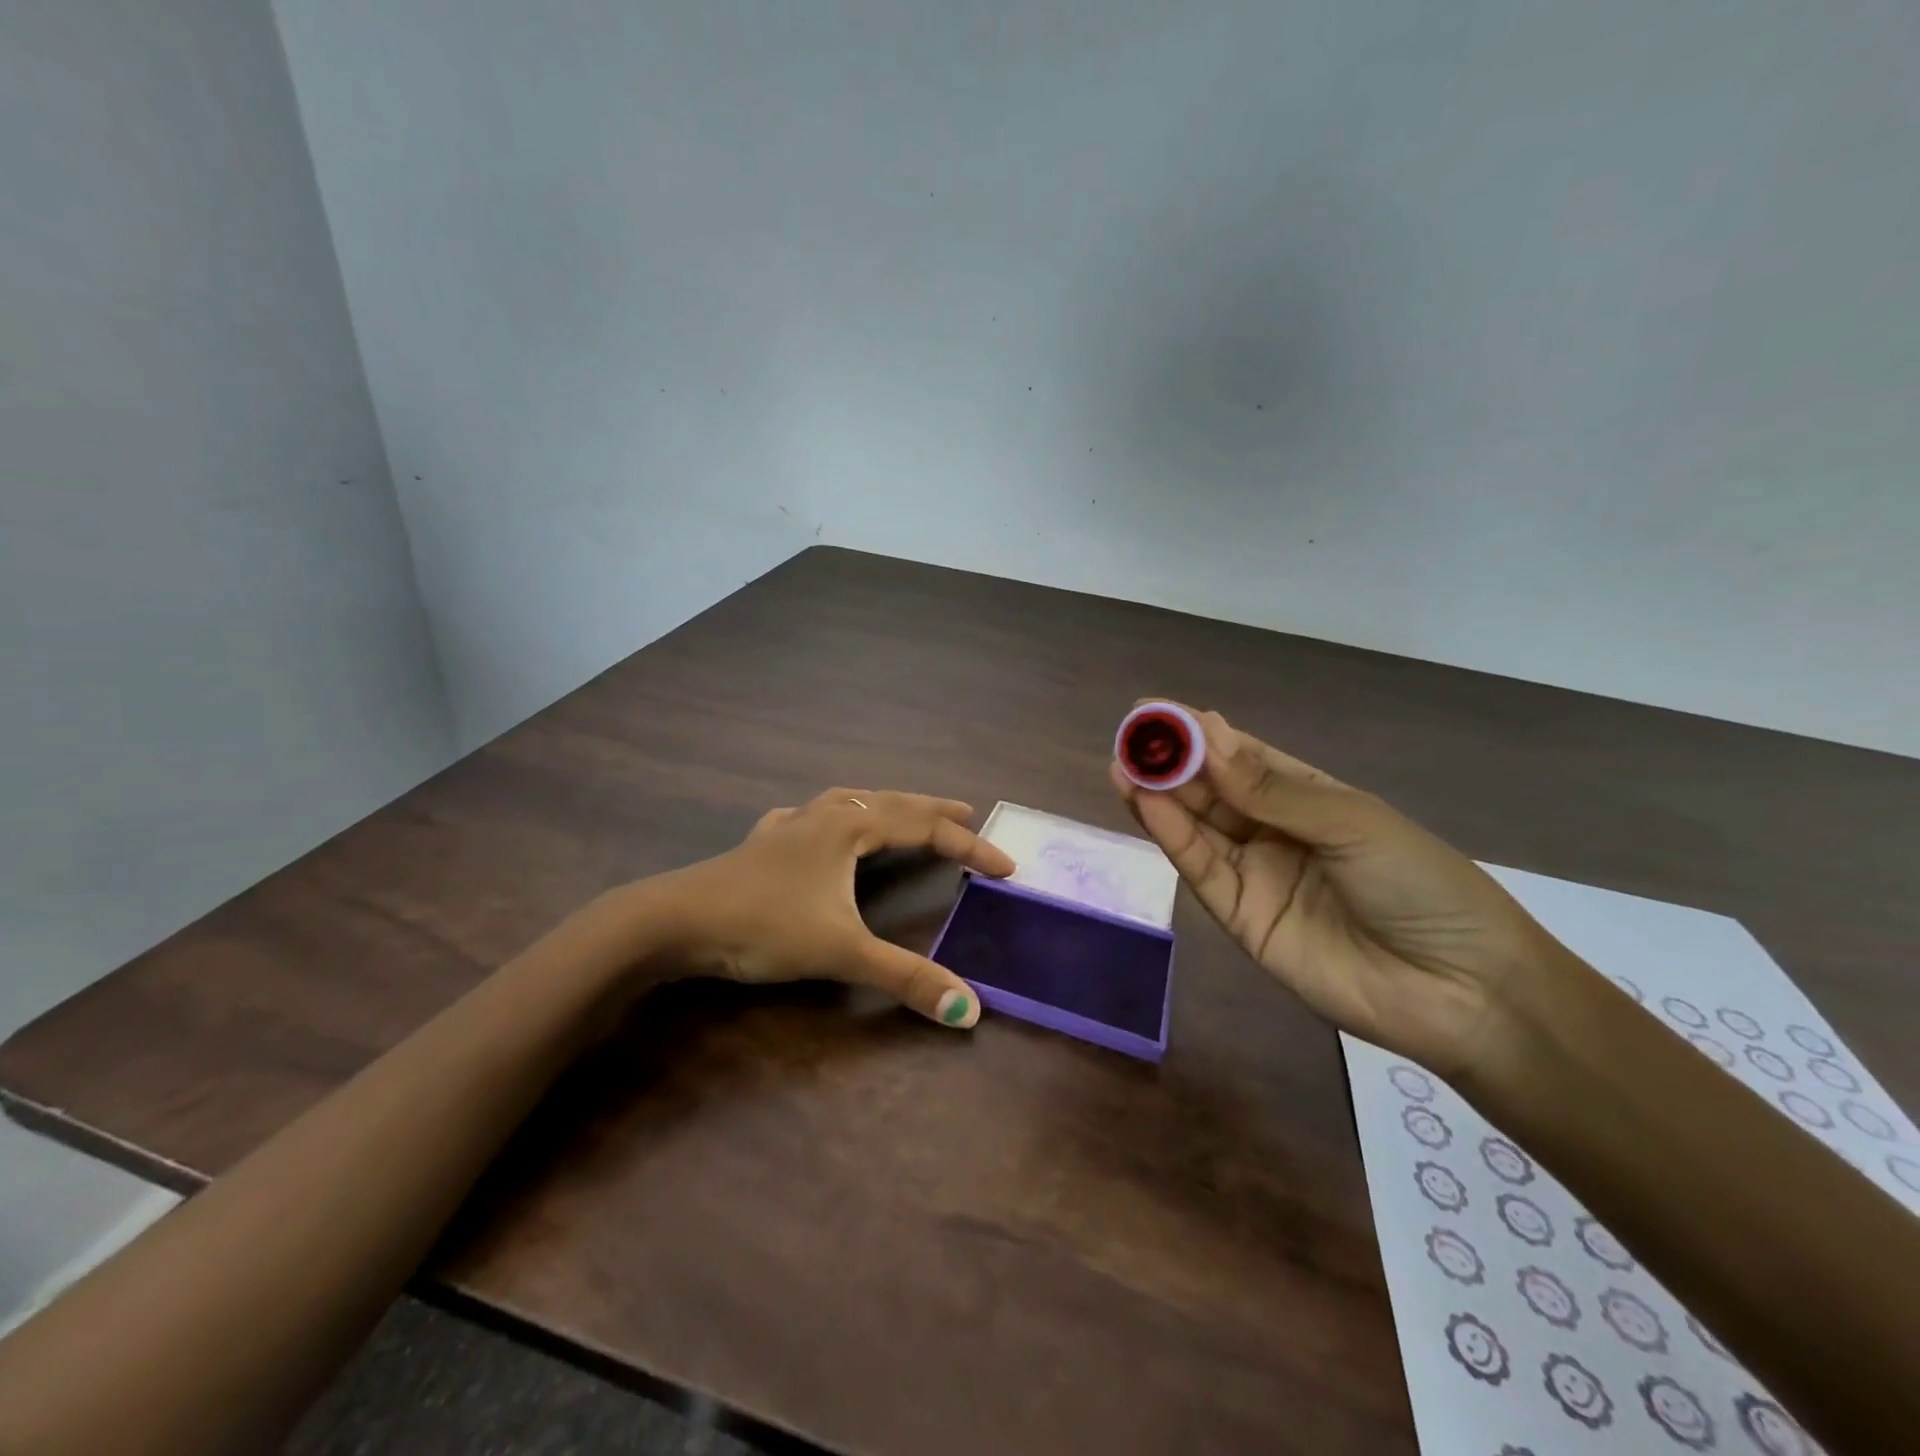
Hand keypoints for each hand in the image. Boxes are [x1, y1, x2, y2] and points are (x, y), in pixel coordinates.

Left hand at [642, 789, 1015, 1027]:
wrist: (673, 921)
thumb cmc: (763, 925)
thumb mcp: (841, 951)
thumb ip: (906, 978)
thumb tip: (971, 1009)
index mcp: (849, 828)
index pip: (925, 830)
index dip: (970, 849)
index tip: (1007, 867)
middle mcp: (823, 816)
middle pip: (891, 803)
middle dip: (933, 811)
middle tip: (968, 815)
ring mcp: (789, 827)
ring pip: (849, 803)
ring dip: (884, 806)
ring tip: (904, 812)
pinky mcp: (761, 845)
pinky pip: (808, 819)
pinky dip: (829, 818)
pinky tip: (817, 825)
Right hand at [1111, 706, 1572, 1076]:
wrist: (1460, 991)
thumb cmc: (1420, 885)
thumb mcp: (1351, 823)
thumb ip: (1271, 790)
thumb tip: (1207, 740)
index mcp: (1308, 797)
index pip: (1242, 757)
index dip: (1200, 734)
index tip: (1157, 711)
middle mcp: (1272, 830)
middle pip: (1211, 790)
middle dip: (1171, 761)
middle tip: (1130, 737)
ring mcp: (1253, 874)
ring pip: (1196, 826)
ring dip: (1159, 795)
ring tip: (1123, 764)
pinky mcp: (1238, 916)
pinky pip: (1200, 868)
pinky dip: (1171, 835)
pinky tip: (1145, 804)